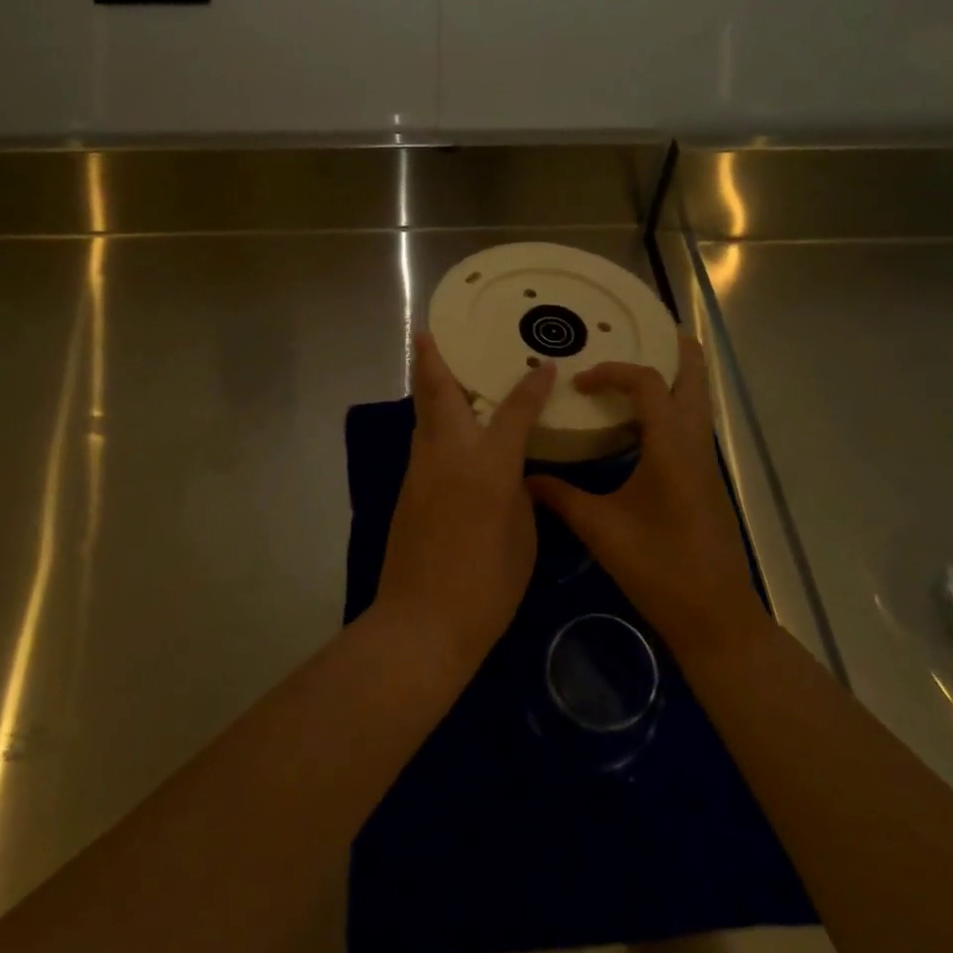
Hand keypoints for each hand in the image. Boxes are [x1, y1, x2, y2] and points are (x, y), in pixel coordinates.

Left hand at [374, 333, 555, 669]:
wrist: (422, 621)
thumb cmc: (487, 584)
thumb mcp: (523, 536)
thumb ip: (519, 494)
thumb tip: (512, 475)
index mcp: (489, 464)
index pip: (515, 411)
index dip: (532, 387)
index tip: (544, 366)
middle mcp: (450, 454)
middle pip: (440, 394)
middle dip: (434, 359)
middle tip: (428, 331)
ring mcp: (422, 470)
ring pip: (424, 416)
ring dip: (429, 387)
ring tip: (435, 366)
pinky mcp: (408, 489)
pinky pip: (423, 442)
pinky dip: (431, 422)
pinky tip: (443, 427)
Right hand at [527, 332, 759, 657]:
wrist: (715, 616)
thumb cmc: (659, 567)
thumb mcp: (601, 530)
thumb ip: (561, 497)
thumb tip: (524, 478)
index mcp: (671, 446)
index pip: (648, 384)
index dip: (613, 372)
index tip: (580, 384)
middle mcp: (695, 445)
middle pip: (695, 381)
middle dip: (677, 351)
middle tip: (651, 330)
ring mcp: (705, 464)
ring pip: (698, 405)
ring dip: (677, 379)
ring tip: (641, 369)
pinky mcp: (705, 482)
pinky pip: (692, 428)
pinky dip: (673, 409)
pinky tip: (644, 426)